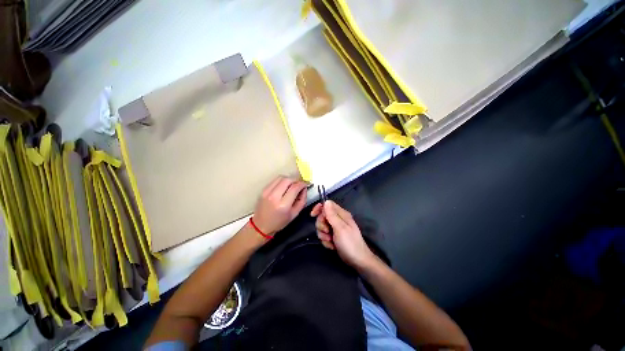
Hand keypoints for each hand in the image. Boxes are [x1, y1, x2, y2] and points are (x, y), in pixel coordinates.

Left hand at [252, 176, 307, 235]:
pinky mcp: (263, 190)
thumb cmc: (278, 222)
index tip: (304, 185)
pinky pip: (275, 180)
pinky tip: (284, 187)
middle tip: (298, 185)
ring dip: (288, 180)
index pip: (295, 188)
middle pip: (288, 180)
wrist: (261, 225)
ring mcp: (267, 192)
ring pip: (281, 177)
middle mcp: (274, 197)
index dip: (302, 184)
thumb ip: (302, 200)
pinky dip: (282, 181)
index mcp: (283, 205)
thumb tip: (304, 189)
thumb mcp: (294, 214)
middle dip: (295, 180)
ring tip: (291, 186)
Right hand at [310, 200, 375, 269]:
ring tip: (330, 241)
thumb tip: (326, 201)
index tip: (313, 215)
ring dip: (323, 235)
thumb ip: (332, 215)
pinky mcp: (333, 237)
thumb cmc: (350, 243)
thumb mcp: (340, 228)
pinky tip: (332, 246)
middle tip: (327, 232)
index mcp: (341, 214)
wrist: (357, 261)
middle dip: (321, 225)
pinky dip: (326, 241)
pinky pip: (324, 236)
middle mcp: (338, 219)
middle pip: (322, 216)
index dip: (319, 208)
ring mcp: (336, 228)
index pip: (327, 205)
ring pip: (322, 227)